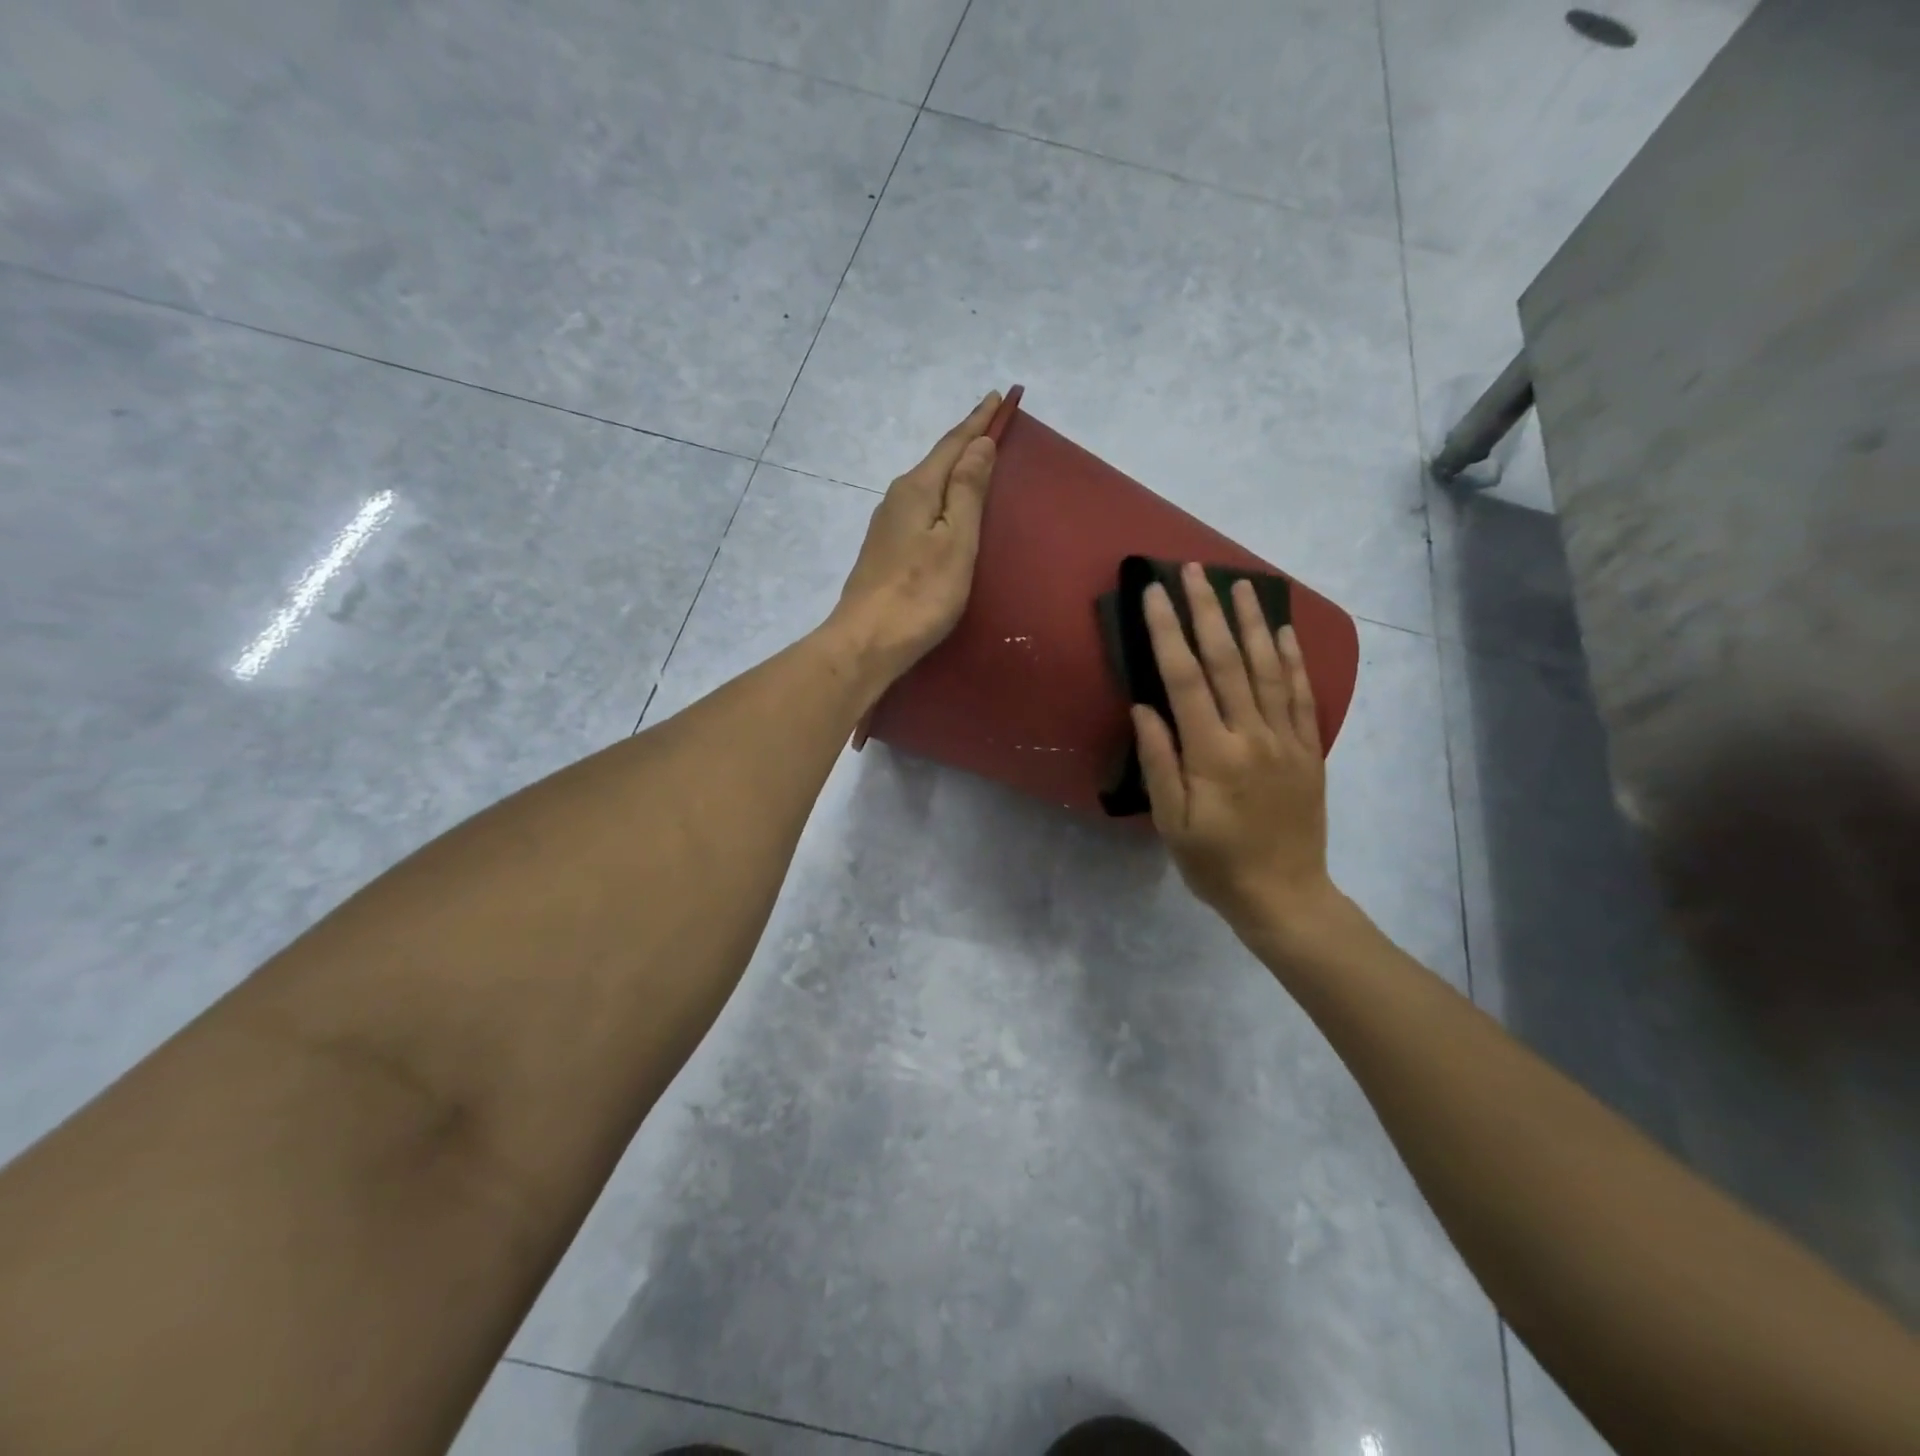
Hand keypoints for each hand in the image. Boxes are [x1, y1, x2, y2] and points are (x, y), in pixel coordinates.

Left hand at [827, 391, 1000, 682]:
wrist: (866, 641)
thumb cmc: (920, 594)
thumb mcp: (955, 541)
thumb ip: (967, 491)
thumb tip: (978, 445)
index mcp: (917, 489)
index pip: (953, 445)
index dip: (978, 422)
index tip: (997, 395)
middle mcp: (897, 498)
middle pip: (937, 462)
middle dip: (965, 442)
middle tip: (991, 424)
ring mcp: (887, 525)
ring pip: (927, 486)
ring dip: (952, 470)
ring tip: (975, 461)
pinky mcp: (885, 550)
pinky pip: (920, 509)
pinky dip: (940, 497)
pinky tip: (946, 507)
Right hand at [1133, 564, 1341, 944]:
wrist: (1285, 895)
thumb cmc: (1215, 864)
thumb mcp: (1172, 822)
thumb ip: (1159, 761)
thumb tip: (1144, 707)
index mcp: (1212, 754)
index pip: (1185, 680)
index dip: (1168, 634)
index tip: (1154, 595)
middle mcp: (1252, 736)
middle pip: (1228, 662)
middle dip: (1207, 611)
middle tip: (1193, 570)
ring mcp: (1286, 740)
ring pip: (1269, 669)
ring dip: (1253, 623)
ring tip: (1241, 584)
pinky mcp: (1309, 750)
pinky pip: (1303, 696)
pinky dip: (1294, 660)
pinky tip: (1285, 632)